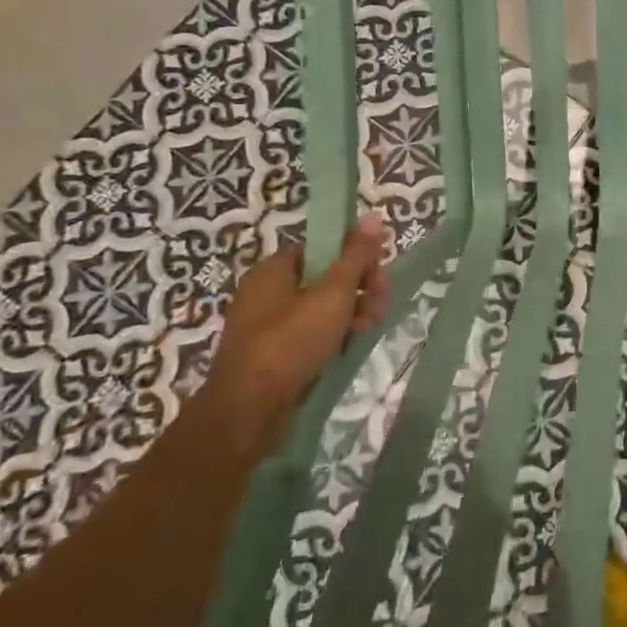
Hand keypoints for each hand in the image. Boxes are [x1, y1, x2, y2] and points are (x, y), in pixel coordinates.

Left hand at [199, 217, 389, 453]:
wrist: (248, 410)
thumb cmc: (291, 342)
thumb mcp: (333, 294)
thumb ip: (356, 256)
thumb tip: (373, 216)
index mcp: (274, 269)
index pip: (324, 248)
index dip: (355, 258)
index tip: (378, 277)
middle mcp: (266, 291)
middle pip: (326, 277)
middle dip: (359, 288)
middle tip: (379, 306)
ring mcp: (267, 324)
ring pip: (322, 307)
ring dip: (351, 313)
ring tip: (368, 329)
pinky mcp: (272, 353)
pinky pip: (311, 332)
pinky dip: (333, 335)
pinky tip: (349, 346)